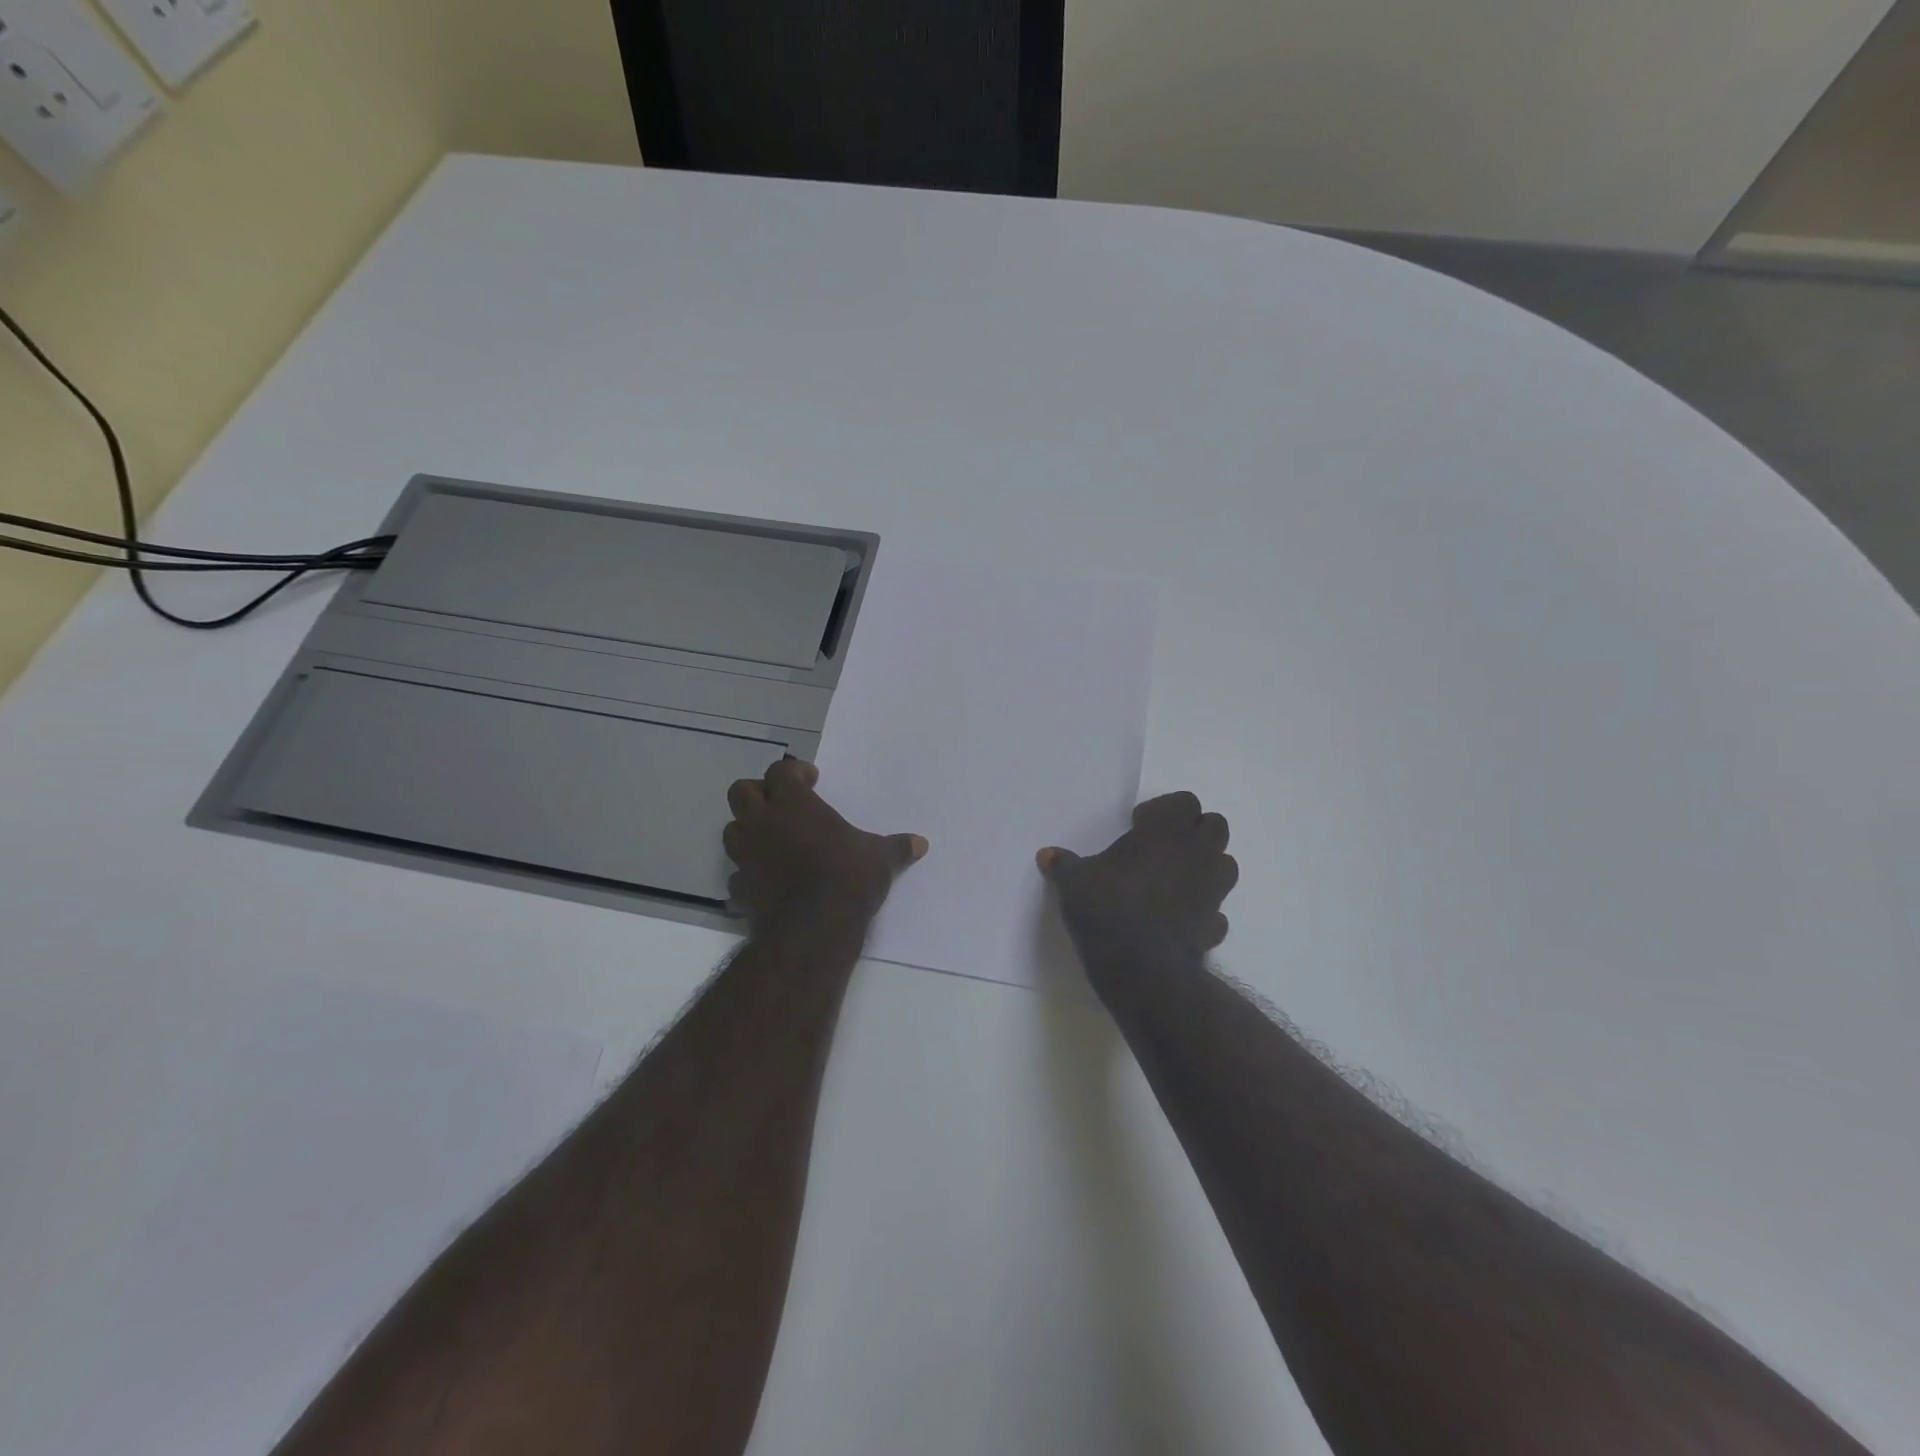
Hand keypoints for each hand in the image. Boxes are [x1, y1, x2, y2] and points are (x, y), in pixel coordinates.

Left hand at [724, 757, 927, 926]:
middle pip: (741, 791)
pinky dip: (749, 873)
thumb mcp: (881, 859)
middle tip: (782, 804)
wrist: (814, 929)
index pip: (781, 771)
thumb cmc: (848, 879)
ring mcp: (746, 856)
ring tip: (773, 840)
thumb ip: (897, 848)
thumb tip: (921, 843)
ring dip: (748, 830)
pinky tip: (768, 881)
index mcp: (794, 804)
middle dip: (758, 793)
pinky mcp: (739, 888)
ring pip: (732, 830)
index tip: (812, 779)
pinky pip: (737, 874)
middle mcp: (763, 823)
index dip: (794, 772)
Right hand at [1037, 792, 1237, 963]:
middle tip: (1161, 847)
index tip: (1138, 824)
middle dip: (1193, 831)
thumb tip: (1046, 854)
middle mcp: (1197, 855)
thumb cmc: (1107, 908)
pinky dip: (1203, 909)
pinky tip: (1179, 918)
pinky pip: (1216, 910)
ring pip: (1226, 865)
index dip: (1163, 809)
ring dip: (1206, 866)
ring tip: (1174, 879)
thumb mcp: (1074, 882)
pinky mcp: (1215, 926)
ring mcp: (1212, 891)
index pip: (1185, 801)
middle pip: (1215, 826)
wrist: (1140, 967)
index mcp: (1166, 832)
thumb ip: (1064, 864)